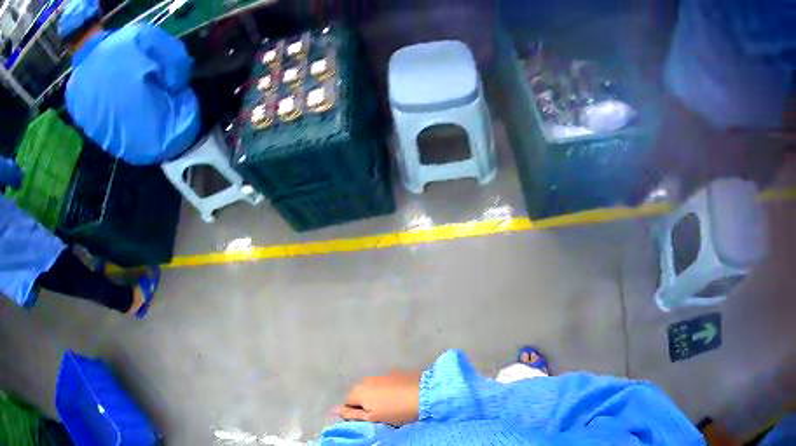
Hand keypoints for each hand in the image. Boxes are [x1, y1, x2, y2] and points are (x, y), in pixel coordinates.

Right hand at [333, 370, 421, 426]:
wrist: (426, 394)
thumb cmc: (397, 411)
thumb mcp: (373, 418)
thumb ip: (352, 414)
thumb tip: (333, 410)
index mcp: (359, 391)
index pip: (348, 403)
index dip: (356, 412)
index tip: (370, 419)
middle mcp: (367, 379)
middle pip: (361, 394)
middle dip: (367, 403)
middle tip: (382, 414)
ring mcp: (383, 374)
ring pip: (375, 388)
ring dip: (379, 395)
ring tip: (393, 405)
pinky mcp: (398, 372)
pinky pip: (388, 383)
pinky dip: (391, 389)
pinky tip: (402, 396)